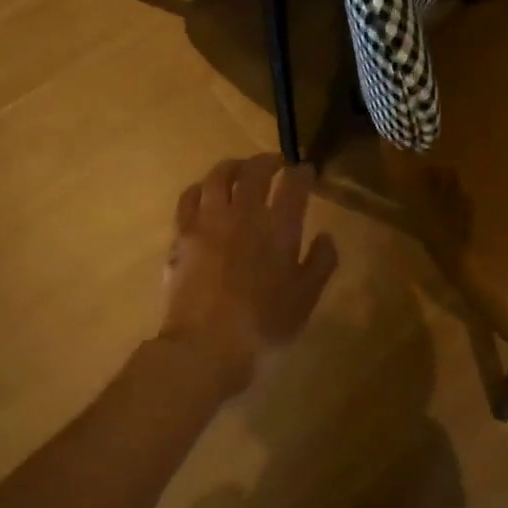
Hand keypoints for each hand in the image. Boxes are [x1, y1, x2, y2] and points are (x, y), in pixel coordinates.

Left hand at [161, 155, 338, 390]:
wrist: (206, 346)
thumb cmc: (265, 325)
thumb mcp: (306, 298)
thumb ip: (321, 262)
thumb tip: (326, 235)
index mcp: (279, 228)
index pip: (293, 186)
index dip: (302, 173)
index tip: (307, 170)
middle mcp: (243, 214)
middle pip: (254, 172)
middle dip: (268, 161)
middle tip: (277, 162)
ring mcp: (207, 222)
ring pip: (218, 177)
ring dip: (233, 166)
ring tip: (240, 169)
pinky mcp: (181, 235)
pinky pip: (189, 198)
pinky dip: (201, 188)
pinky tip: (205, 193)